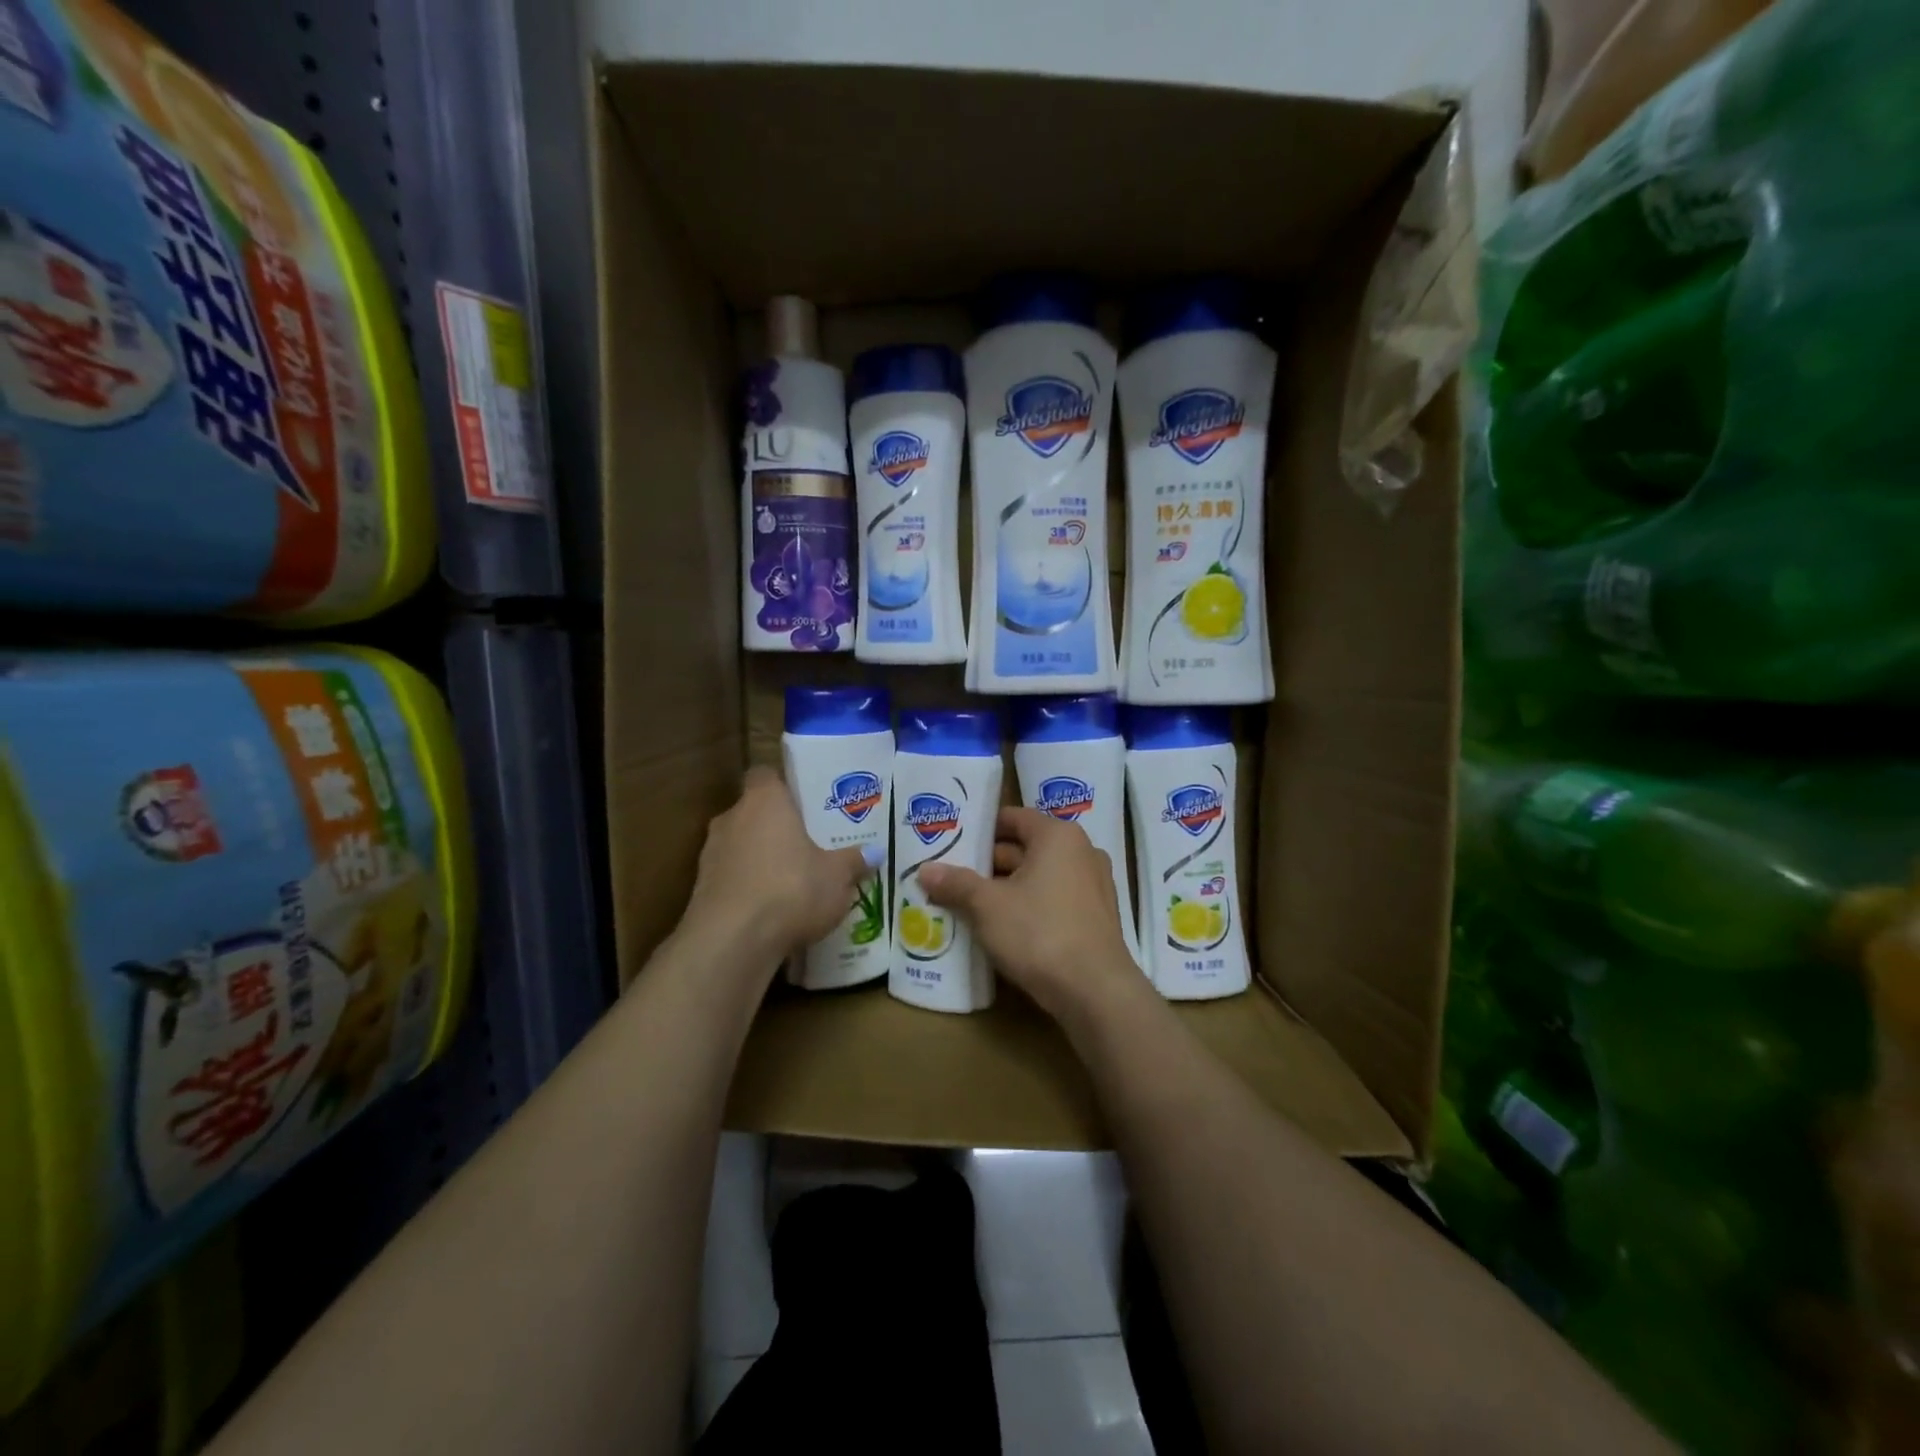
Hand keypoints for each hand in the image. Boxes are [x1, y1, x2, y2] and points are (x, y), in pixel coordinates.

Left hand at [683, 767, 870, 967]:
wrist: (732, 941)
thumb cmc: (791, 889)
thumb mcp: (836, 877)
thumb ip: (853, 861)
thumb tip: (875, 852)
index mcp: (764, 801)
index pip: (765, 775)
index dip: (783, 785)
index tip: (804, 800)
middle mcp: (732, 818)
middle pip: (754, 812)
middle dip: (777, 827)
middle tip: (808, 843)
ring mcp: (711, 855)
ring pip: (741, 847)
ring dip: (761, 859)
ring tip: (792, 881)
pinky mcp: (701, 890)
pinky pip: (731, 879)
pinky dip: (748, 889)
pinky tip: (771, 911)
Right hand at [918, 807, 1148, 1025]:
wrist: (1095, 991)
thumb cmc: (1039, 933)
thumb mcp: (988, 906)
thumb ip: (956, 883)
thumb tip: (925, 870)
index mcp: (1058, 836)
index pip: (1013, 818)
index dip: (980, 828)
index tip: (952, 841)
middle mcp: (1082, 852)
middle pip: (1026, 848)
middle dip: (989, 863)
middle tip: (951, 876)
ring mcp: (1094, 885)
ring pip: (1039, 877)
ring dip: (1007, 888)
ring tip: (969, 902)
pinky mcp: (1097, 917)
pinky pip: (1054, 899)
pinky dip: (1029, 906)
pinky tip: (1002, 927)